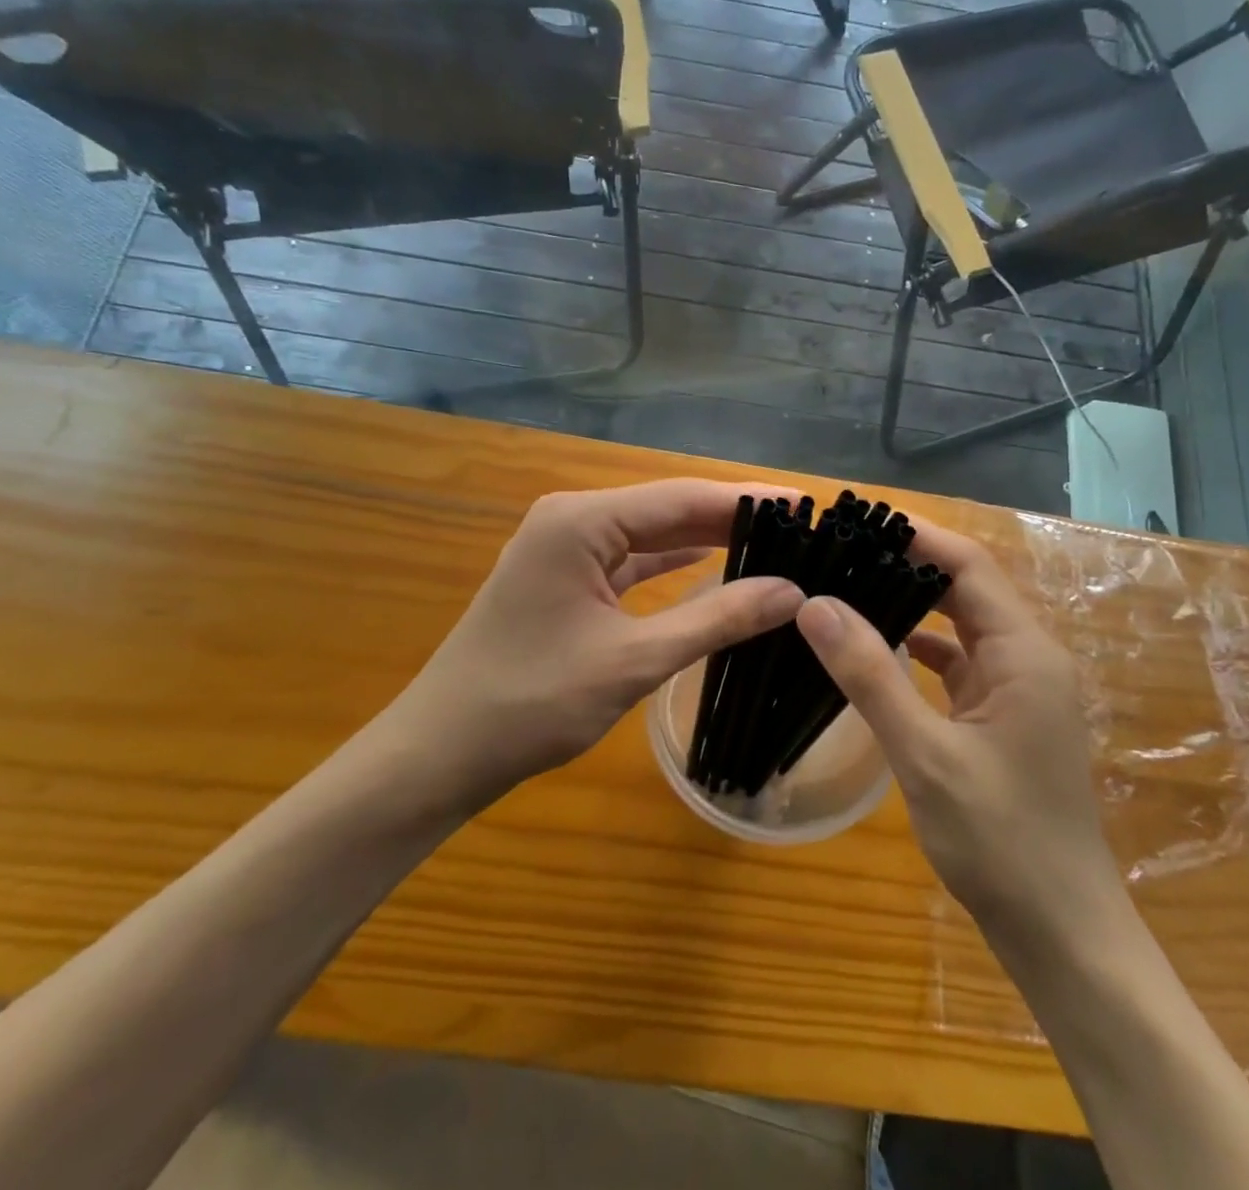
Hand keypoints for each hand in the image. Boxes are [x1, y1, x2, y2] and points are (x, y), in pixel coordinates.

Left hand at [397, 480, 803, 809]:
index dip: (747, 502)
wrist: (442, 751)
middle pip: (666, 509)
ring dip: (703, 540)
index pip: (681, 499)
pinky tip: (711, 564)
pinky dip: (670, 564)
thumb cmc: (531, 702)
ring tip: (771, 544)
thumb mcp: (633, 660)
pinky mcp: (564, 579)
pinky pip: (629, 561)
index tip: (806, 505)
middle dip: (730, 519)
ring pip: (649, 534)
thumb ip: (716, 620)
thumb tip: (792, 591)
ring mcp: (564, 548)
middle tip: (800, 528)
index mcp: (580, 521)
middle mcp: (571, 519)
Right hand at [795, 520, 1121, 931]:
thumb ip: (870, 676)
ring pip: (959, 625)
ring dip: (910, 603)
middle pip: (965, 588)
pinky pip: (957, 663)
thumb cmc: (1002, 843)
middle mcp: (1027, 659)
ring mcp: (1017, 690)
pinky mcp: (1002, 718)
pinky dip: (918, 648)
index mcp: (1024, 654)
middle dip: (907, 562)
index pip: (968, 566)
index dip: (917, 535)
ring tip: (847, 584)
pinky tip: (875, 648)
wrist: (1062, 935)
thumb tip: (814, 605)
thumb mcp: (925, 756)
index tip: (858, 516)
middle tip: (840, 546)